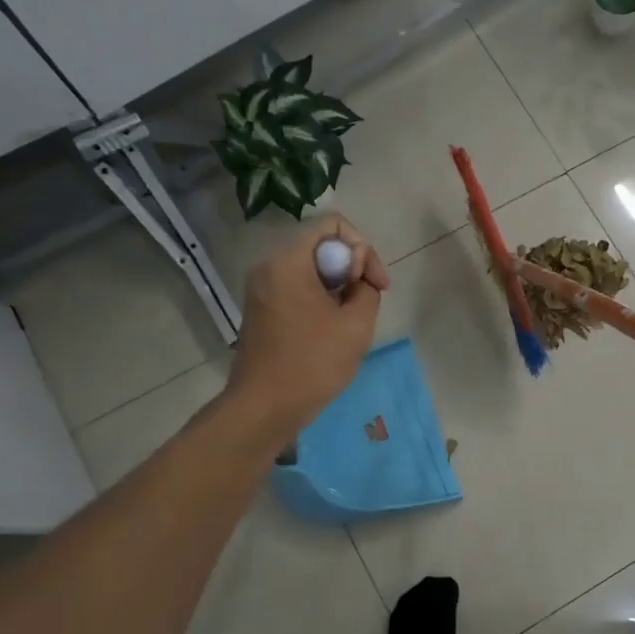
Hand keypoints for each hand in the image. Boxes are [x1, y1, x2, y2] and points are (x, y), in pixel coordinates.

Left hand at [226, 216, 388, 440]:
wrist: (264, 407)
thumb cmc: (312, 363)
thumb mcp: (357, 324)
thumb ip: (367, 289)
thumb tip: (359, 282)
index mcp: (288, 262)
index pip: (333, 225)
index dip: (362, 248)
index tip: (373, 284)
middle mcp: (269, 266)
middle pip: (322, 244)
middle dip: (352, 267)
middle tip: (367, 301)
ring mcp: (261, 288)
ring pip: (311, 267)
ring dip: (338, 284)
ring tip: (352, 318)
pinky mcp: (261, 308)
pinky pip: (297, 286)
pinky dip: (320, 297)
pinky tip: (331, 327)